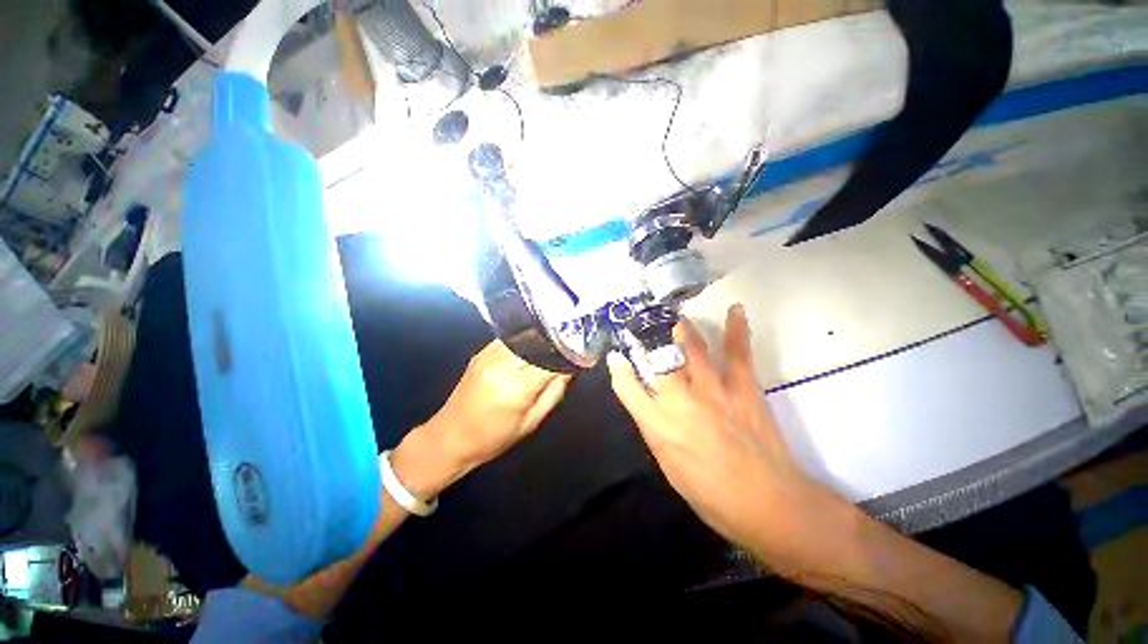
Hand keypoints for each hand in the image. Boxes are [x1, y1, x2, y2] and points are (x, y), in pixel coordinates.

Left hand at [392, 340, 571, 500]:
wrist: (449, 437)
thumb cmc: (494, 438)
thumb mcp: (532, 422)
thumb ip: (554, 392)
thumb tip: (570, 367)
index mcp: (515, 389)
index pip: (551, 359)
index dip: (569, 352)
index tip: (582, 349)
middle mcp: (501, 365)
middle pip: (538, 342)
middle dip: (557, 341)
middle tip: (572, 341)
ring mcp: (488, 355)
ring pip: (525, 336)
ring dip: (542, 338)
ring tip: (556, 341)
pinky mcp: (481, 352)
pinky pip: (512, 339)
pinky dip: (527, 340)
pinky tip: (535, 345)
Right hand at [607, 305, 851, 569]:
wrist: (766, 503)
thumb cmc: (710, 494)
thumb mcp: (669, 466)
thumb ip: (655, 430)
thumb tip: (648, 406)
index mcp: (658, 426)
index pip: (628, 389)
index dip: (620, 370)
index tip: (616, 357)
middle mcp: (680, 402)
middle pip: (657, 362)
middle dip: (647, 341)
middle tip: (643, 326)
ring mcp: (712, 390)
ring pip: (691, 349)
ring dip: (682, 330)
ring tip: (676, 318)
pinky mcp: (742, 387)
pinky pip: (736, 351)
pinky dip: (736, 329)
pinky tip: (735, 310)